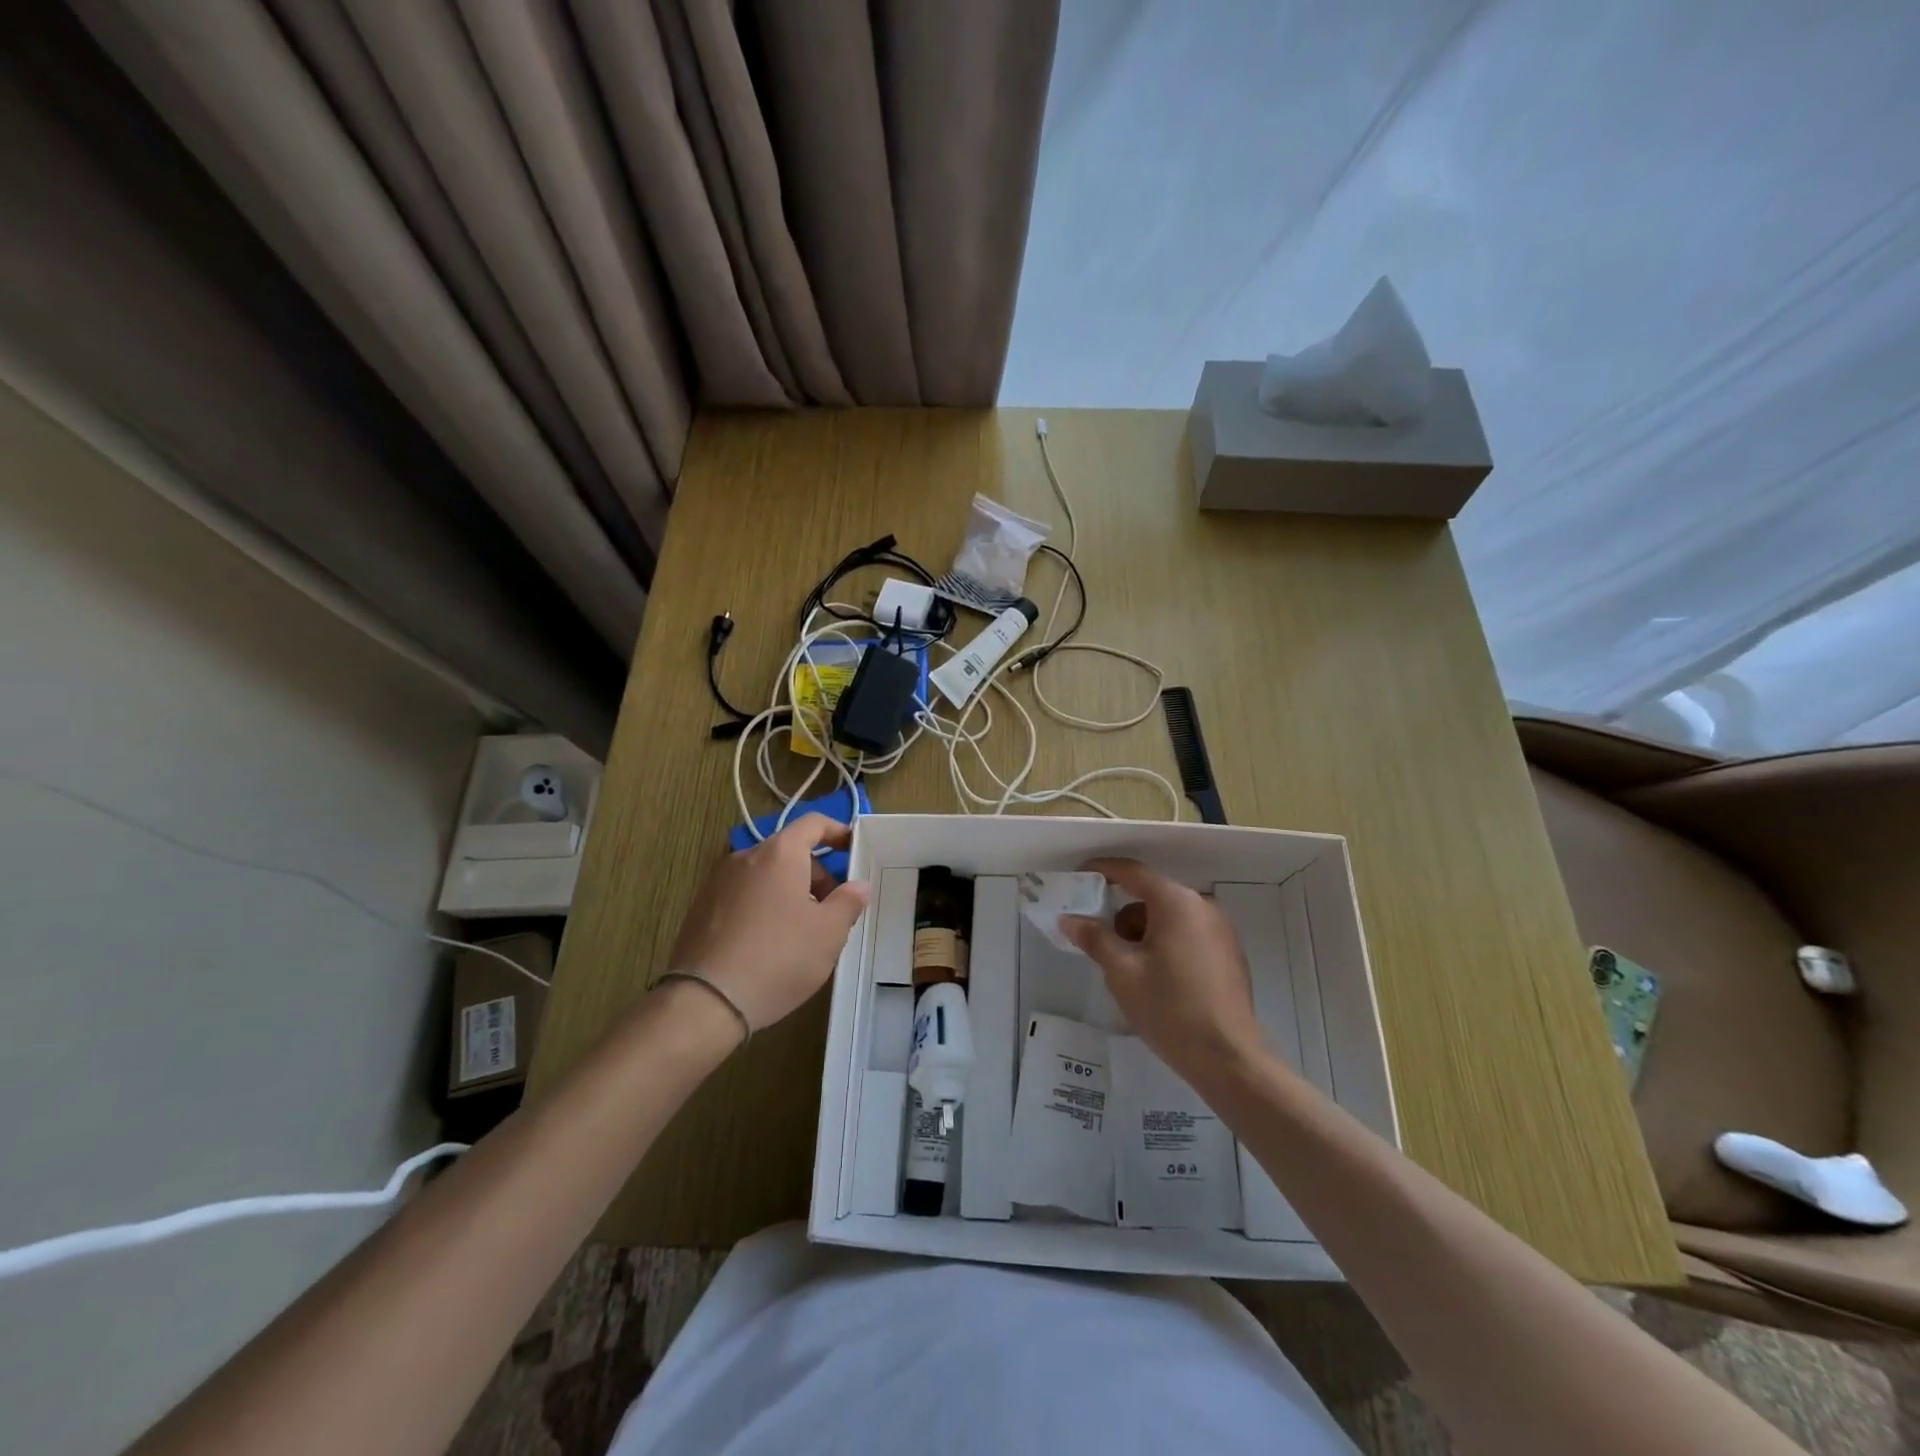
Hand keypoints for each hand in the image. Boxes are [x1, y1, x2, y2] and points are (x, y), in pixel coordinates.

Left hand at [666, 814, 870, 1030]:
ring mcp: (717, 882)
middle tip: (830, 911)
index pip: (813, 824)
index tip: (854, 849)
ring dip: (789, 892)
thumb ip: (848, 902)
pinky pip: (743, 895)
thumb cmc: (778, 958)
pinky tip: (767, 945)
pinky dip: (762, 906)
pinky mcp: (701, 908)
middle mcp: (745, 857)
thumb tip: (858, 886)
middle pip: (789, 851)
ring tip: (800, 933)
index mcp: (779, 854)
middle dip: (815, 874)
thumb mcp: (828, 933)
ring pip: (765, 875)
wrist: (705, 1002)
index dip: (837, 831)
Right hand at [1062, 857, 1264, 1085]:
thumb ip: (1094, 938)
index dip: (1103, 870)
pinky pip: (1187, 934)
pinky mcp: (1229, 954)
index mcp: (1177, 903)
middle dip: (1122, 914)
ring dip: (1143, 932)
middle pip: (1151, 896)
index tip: (1078, 878)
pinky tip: (1156, 978)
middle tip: (1099, 941)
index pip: (1133, 872)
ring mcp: (1220, 930)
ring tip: (1128, 969)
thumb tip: (1069, 919)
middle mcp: (1202, 907)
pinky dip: (1165, 943)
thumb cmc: (1170, 1008)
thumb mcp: (1122, 972)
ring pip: (1169, 917)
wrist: (1228, 1058)